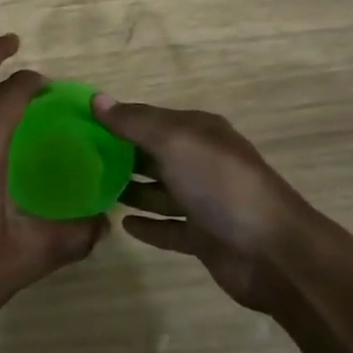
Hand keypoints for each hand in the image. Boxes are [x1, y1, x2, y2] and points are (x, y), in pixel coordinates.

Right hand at [93, 95, 315, 314]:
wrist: (273, 252)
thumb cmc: (221, 185)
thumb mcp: (174, 142)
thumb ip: (134, 123)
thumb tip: (96, 99)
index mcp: (199, 132)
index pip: (150, 118)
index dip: (118, 120)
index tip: (80, 126)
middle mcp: (202, 161)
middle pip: (154, 154)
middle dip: (121, 155)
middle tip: (79, 162)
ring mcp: (205, 201)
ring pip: (160, 191)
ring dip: (132, 190)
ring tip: (93, 191)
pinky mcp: (204, 237)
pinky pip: (169, 228)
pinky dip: (148, 225)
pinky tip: (122, 225)